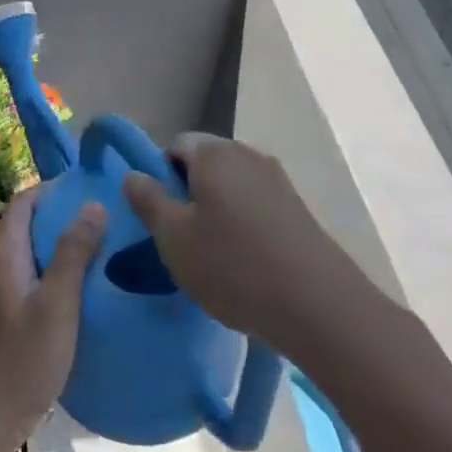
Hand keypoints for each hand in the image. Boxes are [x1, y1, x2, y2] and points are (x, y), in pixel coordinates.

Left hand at [0, 188, 105, 443]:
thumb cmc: (25, 359)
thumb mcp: (58, 304)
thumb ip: (73, 253)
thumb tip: (92, 204)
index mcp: (4, 257)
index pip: (21, 204)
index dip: (49, 190)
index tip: (84, 189)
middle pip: (24, 227)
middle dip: (58, 217)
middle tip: (99, 220)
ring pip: (26, 255)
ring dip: (55, 246)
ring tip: (94, 251)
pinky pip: (26, 278)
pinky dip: (49, 272)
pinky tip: (74, 291)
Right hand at [122, 133, 360, 348]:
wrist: (318, 305)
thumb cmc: (232, 266)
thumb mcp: (173, 237)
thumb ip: (148, 200)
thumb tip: (133, 174)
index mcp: (214, 153)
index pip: (175, 146)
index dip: (160, 177)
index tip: (160, 217)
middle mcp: (248, 155)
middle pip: (205, 164)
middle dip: (188, 194)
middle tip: (181, 239)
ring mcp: (278, 180)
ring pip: (231, 186)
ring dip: (216, 211)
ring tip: (212, 256)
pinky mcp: (298, 208)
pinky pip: (256, 205)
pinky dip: (243, 224)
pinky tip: (244, 262)